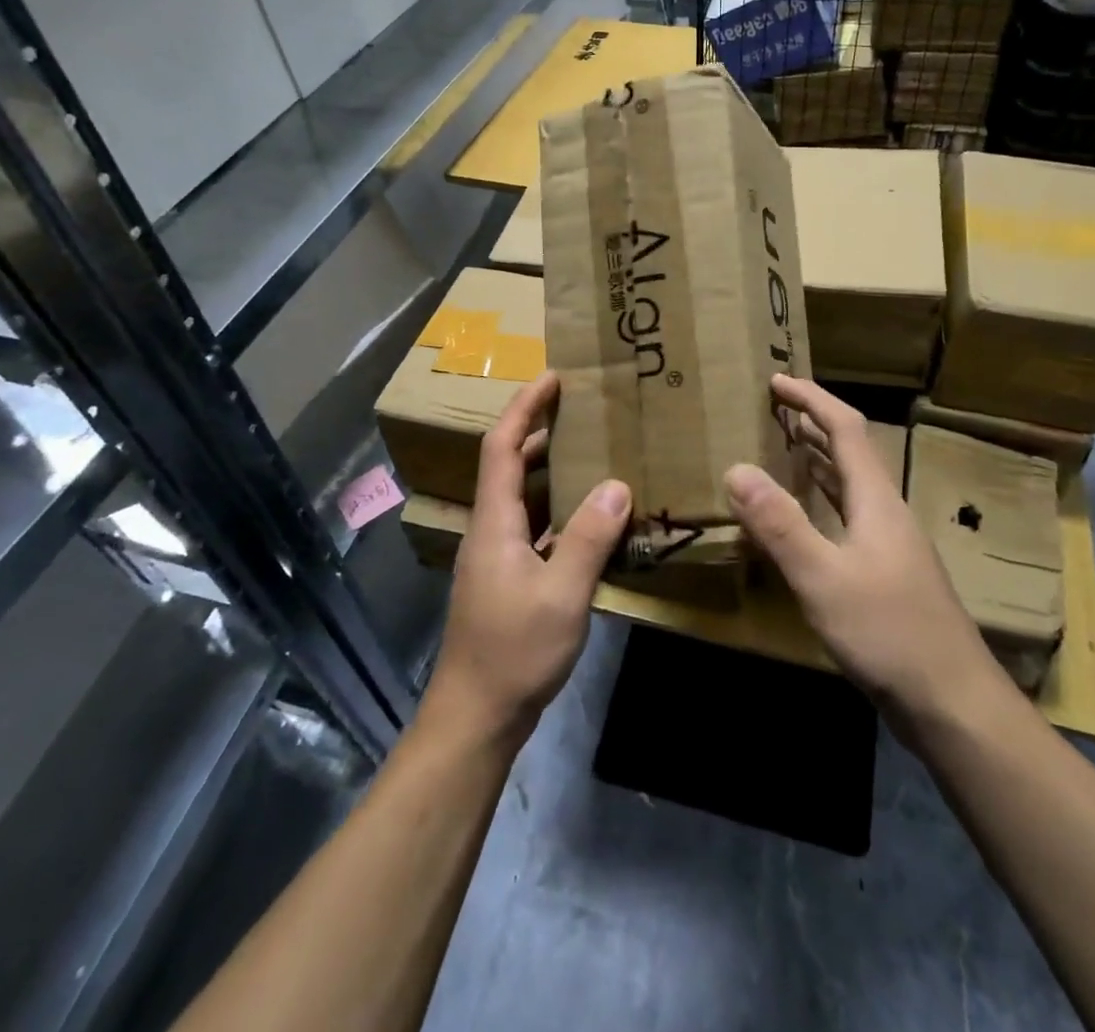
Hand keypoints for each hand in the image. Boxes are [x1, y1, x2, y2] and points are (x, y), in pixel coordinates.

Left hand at [423, 371, 630, 745]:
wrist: (476, 716)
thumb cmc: (514, 651)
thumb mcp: (562, 594)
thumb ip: (589, 538)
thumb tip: (618, 485)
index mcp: (495, 522)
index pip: (501, 446)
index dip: (524, 407)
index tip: (553, 378)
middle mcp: (492, 530)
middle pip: (509, 465)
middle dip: (540, 431)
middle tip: (583, 412)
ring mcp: (499, 557)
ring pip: (524, 498)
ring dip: (552, 471)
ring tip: (594, 454)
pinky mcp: (510, 580)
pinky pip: (536, 528)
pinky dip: (561, 511)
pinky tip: (593, 519)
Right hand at [726, 375, 1007, 730]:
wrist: (953, 702)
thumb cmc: (888, 633)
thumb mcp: (823, 578)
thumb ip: (779, 525)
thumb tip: (736, 469)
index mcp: (876, 500)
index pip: (846, 428)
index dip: (812, 399)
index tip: (776, 380)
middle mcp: (886, 513)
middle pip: (851, 453)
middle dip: (813, 424)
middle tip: (773, 410)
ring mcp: (890, 546)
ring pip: (851, 487)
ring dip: (818, 461)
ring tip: (782, 449)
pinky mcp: (886, 576)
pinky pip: (848, 518)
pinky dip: (822, 502)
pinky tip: (805, 520)